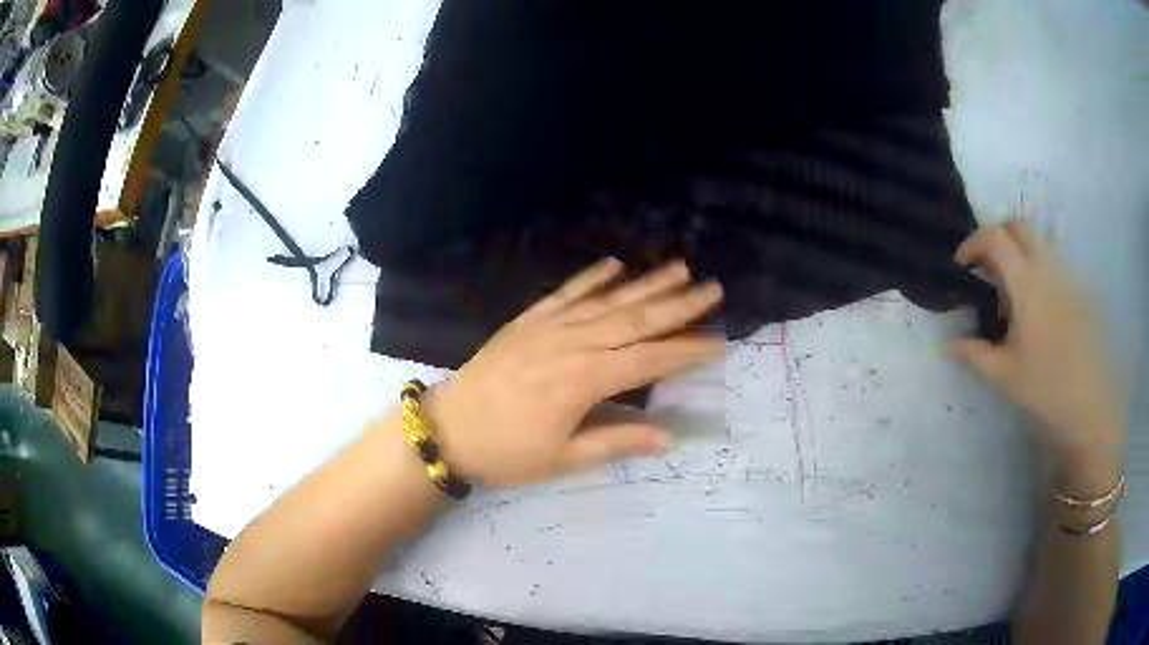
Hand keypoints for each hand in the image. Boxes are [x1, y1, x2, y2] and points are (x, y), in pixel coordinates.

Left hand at [426, 259, 724, 488]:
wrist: (448, 428)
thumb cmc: (506, 452)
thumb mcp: (562, 459)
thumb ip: (616, 443)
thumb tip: (668, 436)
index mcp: (584, 381)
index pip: (648, 361)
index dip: (685, 351)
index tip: (718, 340)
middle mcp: (572, 345)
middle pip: (635, 321)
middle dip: (678, 305)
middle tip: (712, 289)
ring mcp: (548, 328)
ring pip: (607, 301)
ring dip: (645, 284)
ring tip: (679, 268)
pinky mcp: (527, 321)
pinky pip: (565, 294)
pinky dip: (591, 277)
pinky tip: (614, 264)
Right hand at [950, 221, 1125, 486]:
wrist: (1088, 401)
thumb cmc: (1045, 386)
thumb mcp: (1004, 375)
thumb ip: (975, 354)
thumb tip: (947, 345)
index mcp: (1025, 282)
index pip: (994, 237)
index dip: (973, 242)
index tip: (962, 264)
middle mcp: (1046, 267)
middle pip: (1018, 227)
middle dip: (997, 236)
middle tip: (986, 267)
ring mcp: (1065, 275)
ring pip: (1038, 241)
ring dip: (1019, 251)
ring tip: (1012, 288)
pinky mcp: (1078, 289)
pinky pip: (1054, 262)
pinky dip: (1038, 267)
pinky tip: (1037, 303)